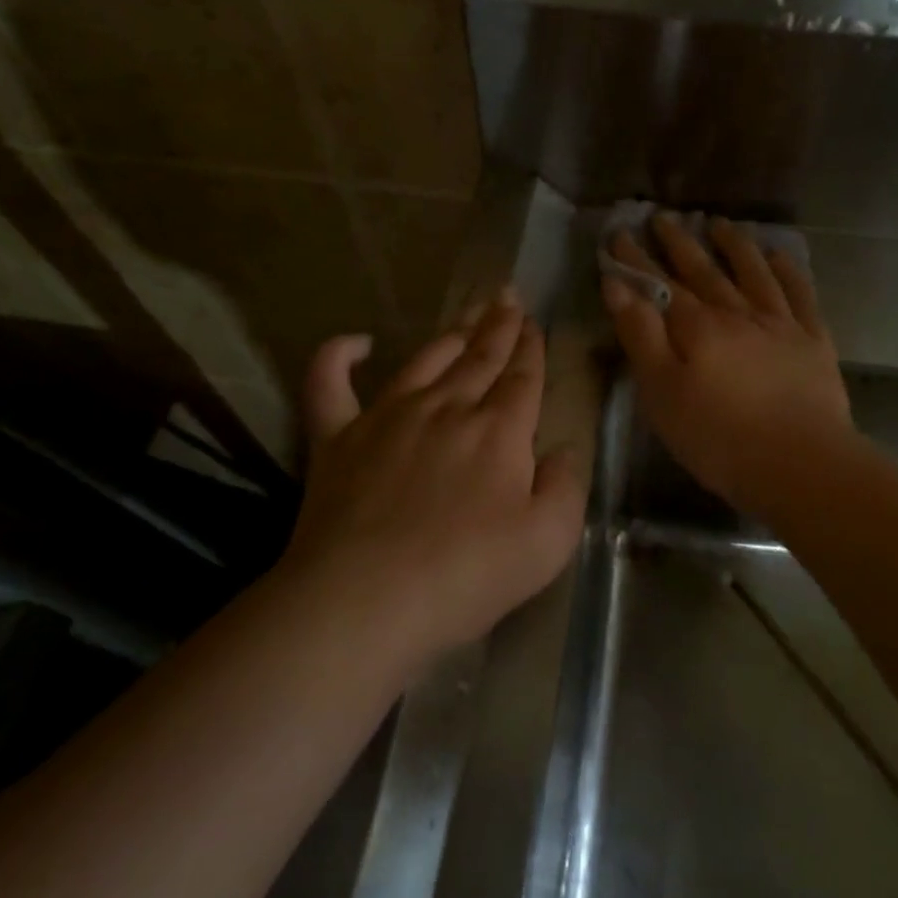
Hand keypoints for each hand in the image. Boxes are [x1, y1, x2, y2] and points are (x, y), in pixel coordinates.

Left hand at [282, 292, 587, 667]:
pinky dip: (338, 357)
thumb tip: (564, 449)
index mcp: (498, 430)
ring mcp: (387, 416)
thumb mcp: (547, 542)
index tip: (533, 323)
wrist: (365, 600)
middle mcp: (446, 408)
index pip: (522, 376)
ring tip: (466, 313)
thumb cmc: (466, 576)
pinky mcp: (338, 437)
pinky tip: (355, 342)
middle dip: (498, 326)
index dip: (531, 347)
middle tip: (507, 297)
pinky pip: (330, 383)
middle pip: (479, 357)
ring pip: (425, 359)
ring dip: (450, 334)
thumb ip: (567, 487)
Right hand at [603, 215, 852, 520]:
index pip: (659, 285)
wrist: (801, 463)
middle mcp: (736, 313)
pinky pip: (799, 294)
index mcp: (696, 327)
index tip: (619, 234)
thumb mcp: (661, 392)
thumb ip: (640, 335)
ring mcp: (779, 323)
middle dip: (679, 243)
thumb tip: (617, 285)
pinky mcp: (813, 341)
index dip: (636, 260)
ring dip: (734, 246)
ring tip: (719, 224)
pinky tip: (780, 255)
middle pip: (703, 271)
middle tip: (663, 218)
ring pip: (752, 272)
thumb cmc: (718, 437)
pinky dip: (789, 270)